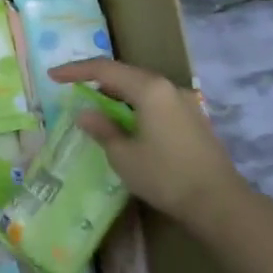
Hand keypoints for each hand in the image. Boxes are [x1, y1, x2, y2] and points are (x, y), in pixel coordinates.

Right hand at [49, 58, 248, 228]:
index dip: (76, 71)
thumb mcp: (123, 156)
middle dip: (98, 81)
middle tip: (75, 90)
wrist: (219, 203)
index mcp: (149, 89)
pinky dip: (137, 106)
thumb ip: (102, 129)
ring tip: (99, 109)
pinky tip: (129, 124)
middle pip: (126, 74)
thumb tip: (85, 113)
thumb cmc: (165, 176)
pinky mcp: (194, 119)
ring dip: (118, 94)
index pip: (104, 69)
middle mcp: (168, 87)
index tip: (53, 76)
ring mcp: (186, 102)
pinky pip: (157, 102)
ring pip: (143, 88)